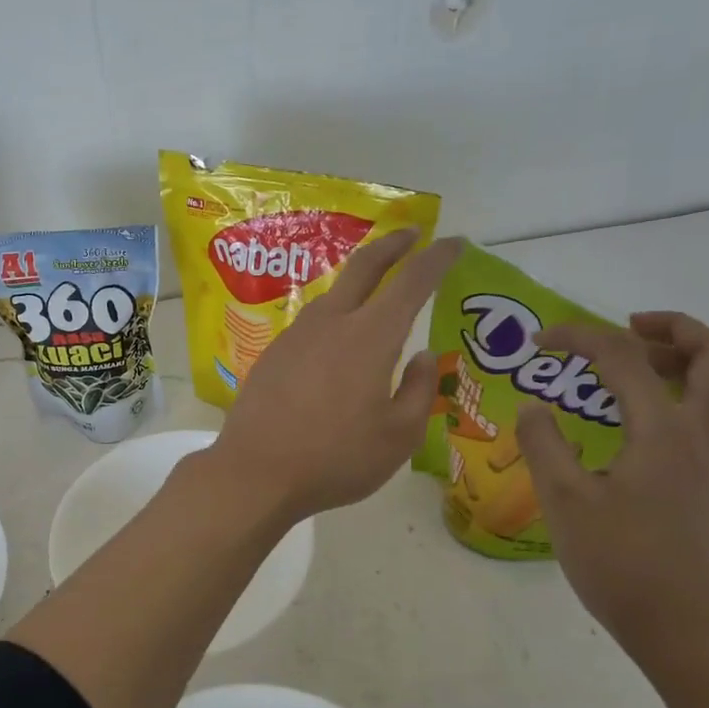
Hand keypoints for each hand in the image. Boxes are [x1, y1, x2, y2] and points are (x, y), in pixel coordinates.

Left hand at [207, 230, 463, 525]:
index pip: (411, 281)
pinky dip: (336, 314)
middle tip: (412, 235)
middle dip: (393, 244)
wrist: (255, 472)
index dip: (436, 258)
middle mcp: (331, 322)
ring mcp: (296, 334)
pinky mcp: (273, 353)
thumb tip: (424, 357)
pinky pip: (313, 322)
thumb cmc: (336, 458)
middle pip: (364, 266)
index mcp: (370, 336)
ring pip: (334, 294)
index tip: (453, 242)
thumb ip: (419, 390)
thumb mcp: (399, 436)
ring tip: (377, 290)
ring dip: (360, 280)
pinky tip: (337, 339)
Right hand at [514, 311, 708, 669]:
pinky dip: (701, 396)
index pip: (624, 357)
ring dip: (695, 360)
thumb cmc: (624, 565)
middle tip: (625, 329)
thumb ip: (544, 444)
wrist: (693, 634)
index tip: (540, 341)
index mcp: (664, 430)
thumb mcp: (564, 501)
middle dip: (672, 328)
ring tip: (647, 367)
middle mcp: (704, 435)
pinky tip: (657, 422)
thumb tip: (534, 407)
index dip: (579, 337)